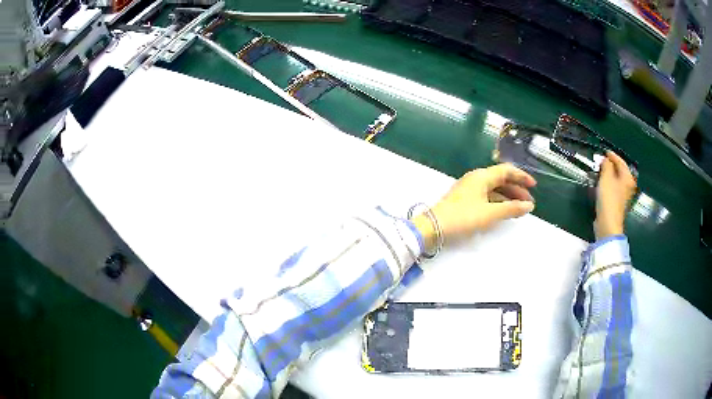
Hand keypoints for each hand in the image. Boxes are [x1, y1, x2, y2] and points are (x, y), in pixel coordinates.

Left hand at [412, 164, 536, 251]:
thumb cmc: (463, 217)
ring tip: (519, 209)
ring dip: (508, 197)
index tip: (534, 186)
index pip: (506, 171)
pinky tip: (503, 211)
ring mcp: (469, 189)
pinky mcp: (465, 199)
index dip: (521, 177)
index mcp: (482, 176)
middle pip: (501, 180)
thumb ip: (511, 209)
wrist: (433, 227)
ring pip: (494, 189)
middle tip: (528, 203)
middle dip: (516, 190)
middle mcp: (476, 179)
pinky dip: (498, 202)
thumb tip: (529, 206)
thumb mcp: (490, 213)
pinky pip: (486, 197)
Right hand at [594, 151, 636, 239]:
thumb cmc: (609, 199)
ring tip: (601, 171)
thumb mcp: (606, 178)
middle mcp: (628, 186)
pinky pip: (614, 188)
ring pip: (617, 180)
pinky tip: (602, 183)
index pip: (621, 162)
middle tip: (602, 161)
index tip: (604, 151)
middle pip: (620, 171)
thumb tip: (605, 159)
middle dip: (611, 165)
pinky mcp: (618, 204)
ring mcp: (624, 196)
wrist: (608, 224)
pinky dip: (609, 183)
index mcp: (628, 178)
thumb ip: (606, 165)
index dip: (612, 155)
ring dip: (609, 174)